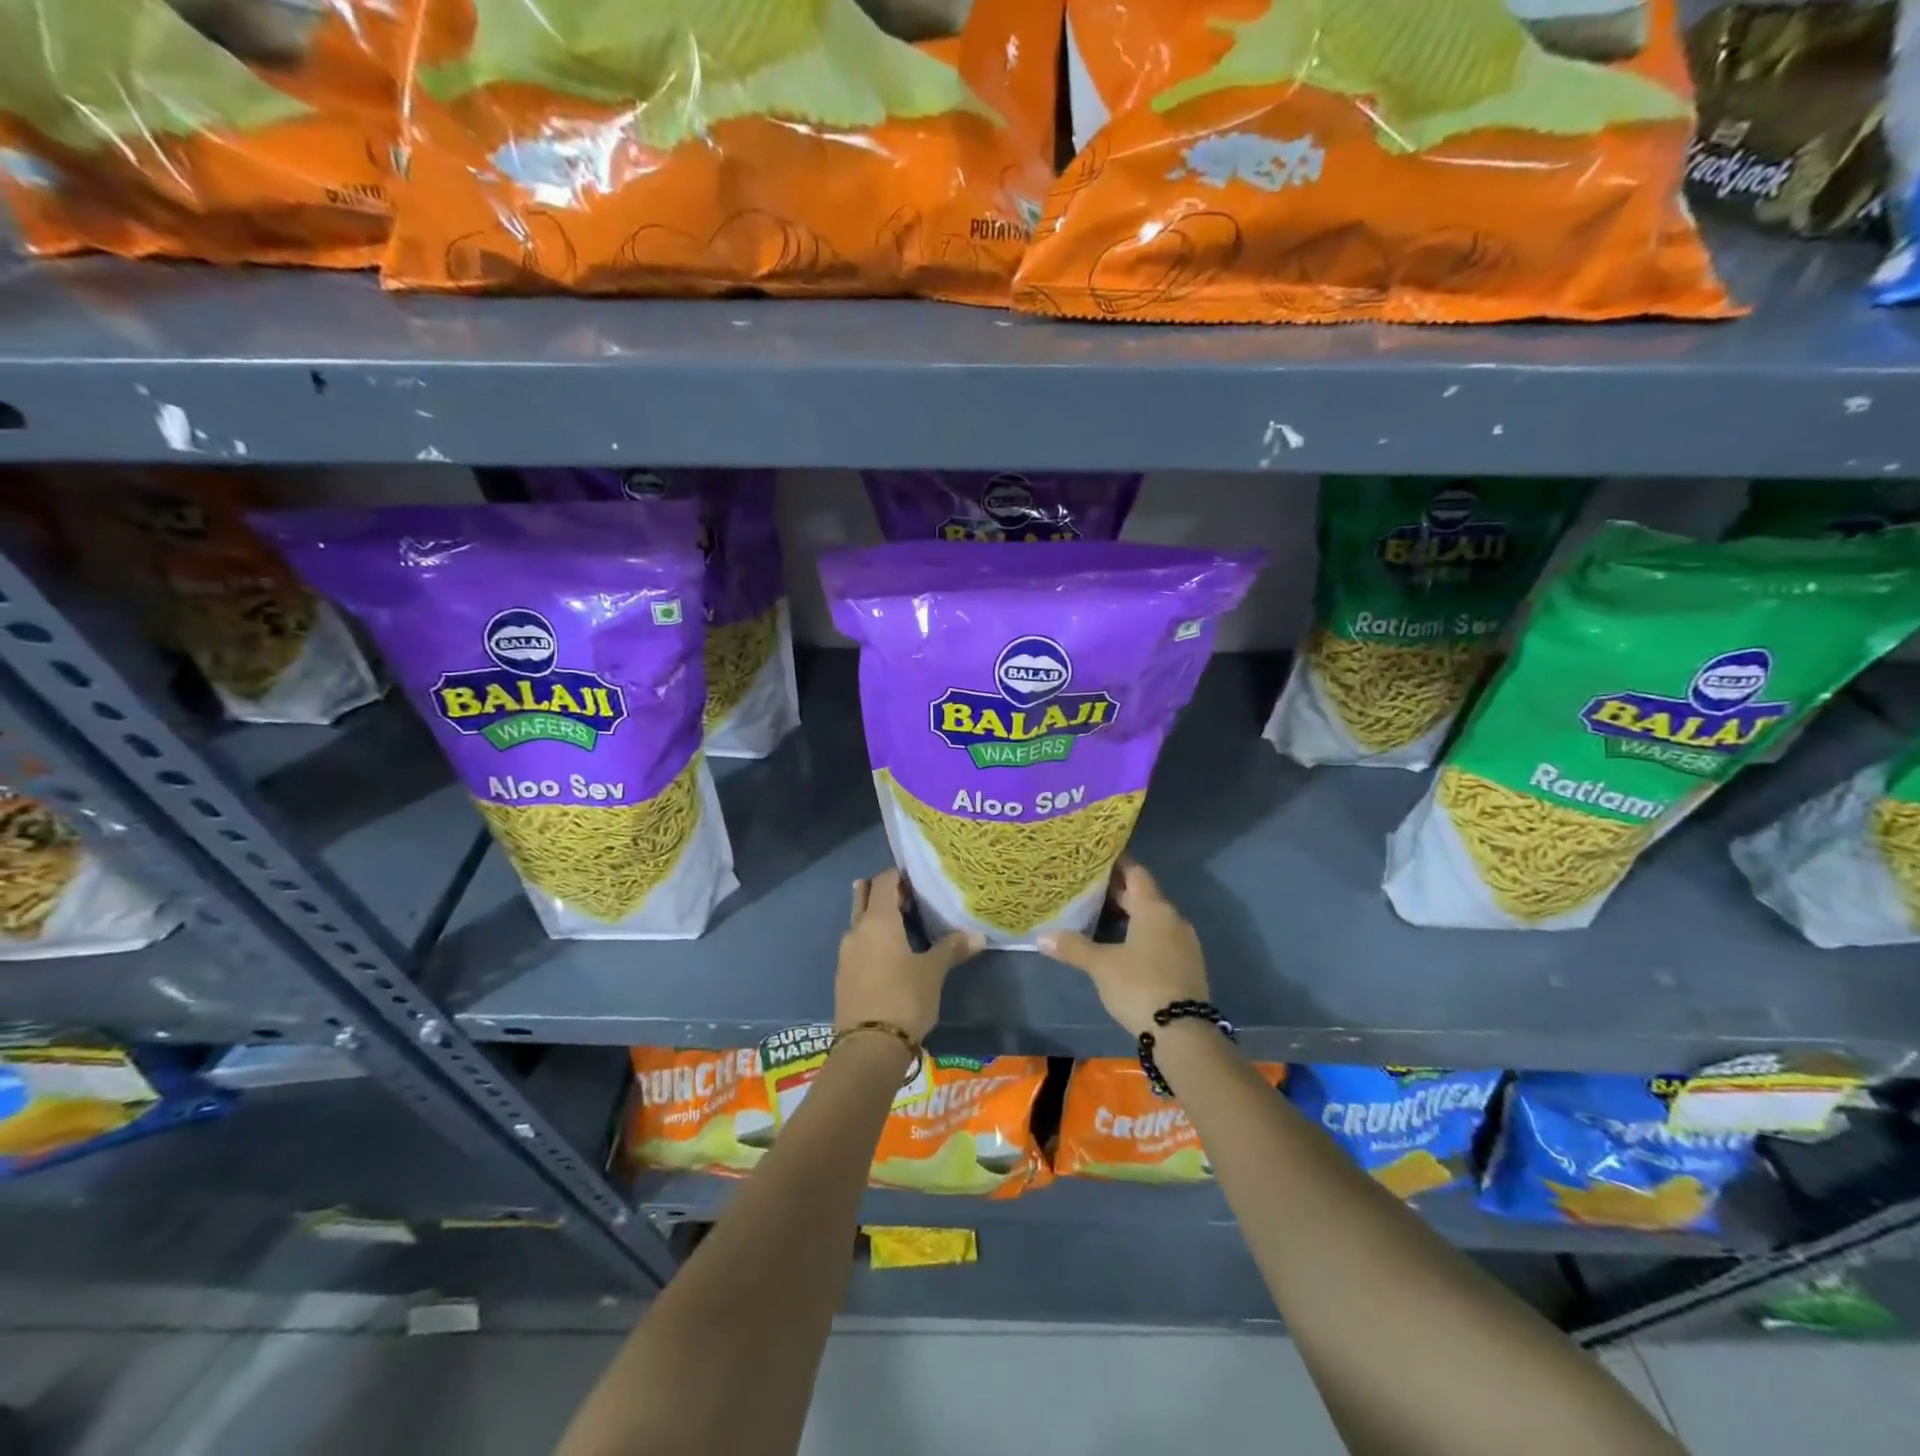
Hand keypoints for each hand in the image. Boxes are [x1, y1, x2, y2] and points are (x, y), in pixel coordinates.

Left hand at [835, 869, 981, 1041]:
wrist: (868, 1048)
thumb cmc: (904, 998)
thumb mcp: (933, 972)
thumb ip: (952, 949)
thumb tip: (978, 935)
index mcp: (878, 920)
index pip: (884, 881)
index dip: (899, 875)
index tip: (918, 878)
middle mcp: (857, 930)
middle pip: (865, 896)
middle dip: (885, 892)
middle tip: (910, 897)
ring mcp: (846, 953)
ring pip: (860, 922)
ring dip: (878, 918)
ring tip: (904, 924)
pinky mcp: (844, 976)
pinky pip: (858, 945)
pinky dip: (873, 940)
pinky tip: (891, 954)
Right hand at [1040, 859, 1209, 1036]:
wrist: (1182, 1032)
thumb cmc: (1139, 985)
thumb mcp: (1101, 965)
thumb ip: (1073, 947)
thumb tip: (1041, 936)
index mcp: (1154, 909)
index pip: (1136, 873)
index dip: (1116, 865)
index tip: (1095, 860)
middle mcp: (1173, 919)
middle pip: (1143, 896)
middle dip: (1118, 892)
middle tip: (1088, 889)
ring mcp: (1184, 943)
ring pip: (1153, 918)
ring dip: (1130, 916)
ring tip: (1100, 917)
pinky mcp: (1187, 965)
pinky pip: (1161, 938)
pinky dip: (1141, 935)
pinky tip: (1122, 946)